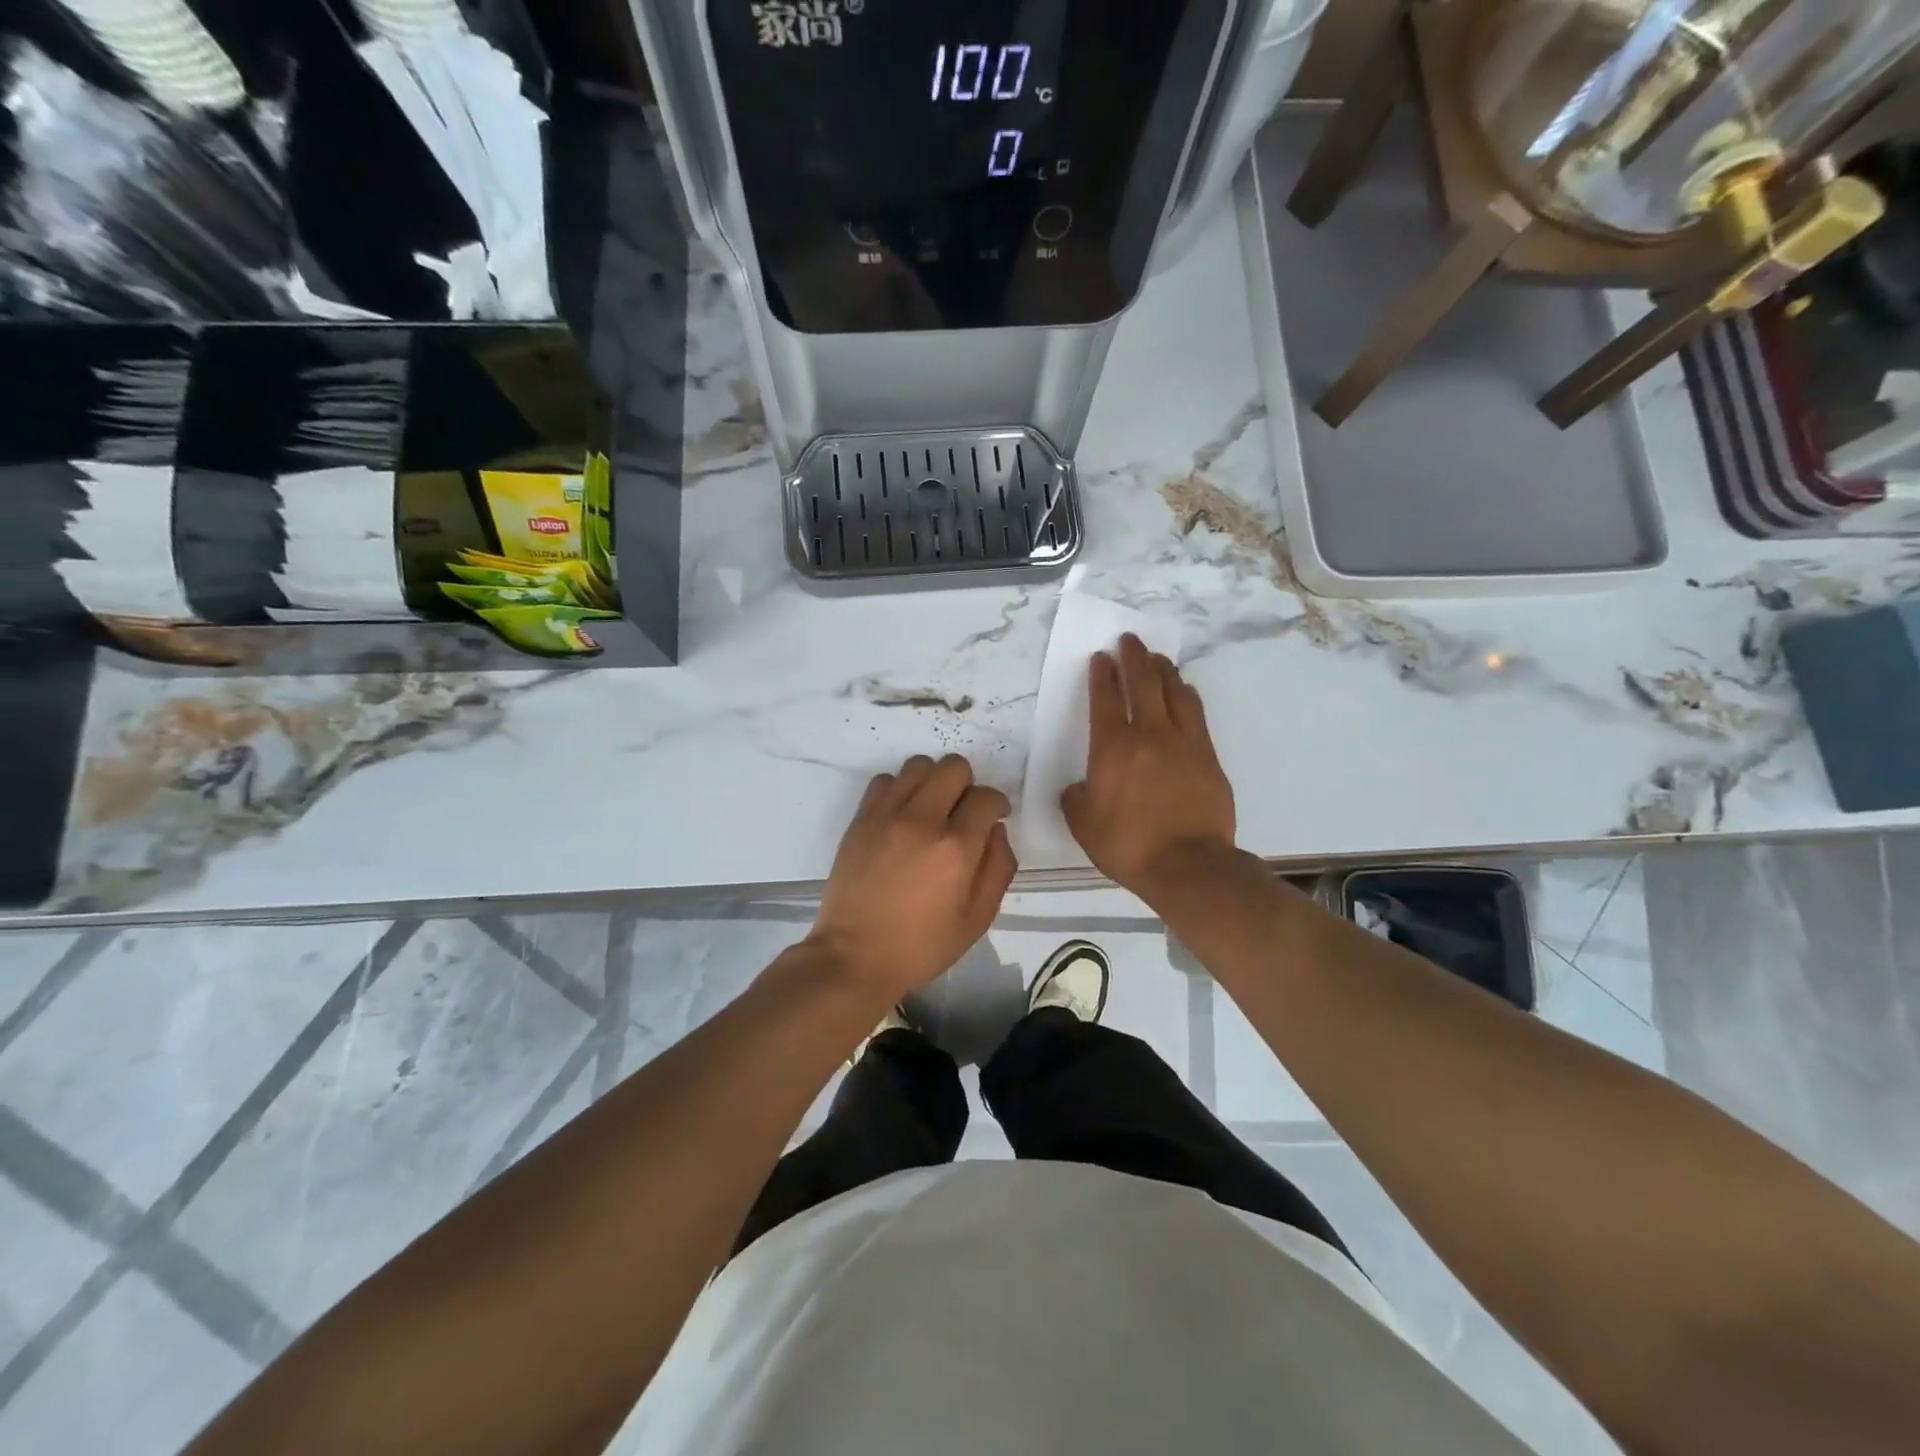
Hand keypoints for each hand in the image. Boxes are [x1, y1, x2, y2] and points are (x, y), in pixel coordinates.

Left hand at [809, 754, 1016, 1002]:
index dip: (997, 804)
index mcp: (956, 848)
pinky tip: (901, 816)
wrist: (854, 955)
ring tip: (931, 810)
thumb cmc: (921, 945)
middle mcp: (922, 820)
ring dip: (933, 781)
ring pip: (919, 765)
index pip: (986, 797)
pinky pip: (885, 780)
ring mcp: (886, 815)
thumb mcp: (977, 919)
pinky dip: (899, 789)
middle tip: (962, 812)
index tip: (993, 818)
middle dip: (967, 785)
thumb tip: (996, 830)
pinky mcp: (860, 819)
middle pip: (954, 767)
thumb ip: (998, 868)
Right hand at [1062, 634, 1236, 897]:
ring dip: (1163, 671)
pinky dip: (1186, 696)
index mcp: (1113, 748)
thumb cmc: (1128, 846)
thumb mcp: (1084, 826)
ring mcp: (1184, 742)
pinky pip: (1196, 714)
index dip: (1102, 674)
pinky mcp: (1208, 756)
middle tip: (1130, 640)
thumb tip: (1078, 788)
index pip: (1105, 699)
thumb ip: (1076, 800)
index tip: (1101, 657)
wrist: (1189, 865)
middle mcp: (1149, 734)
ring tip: (1157, 659)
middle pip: (1143, 682)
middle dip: (1134, 657)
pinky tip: (1184, 692)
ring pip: (1174, 692)